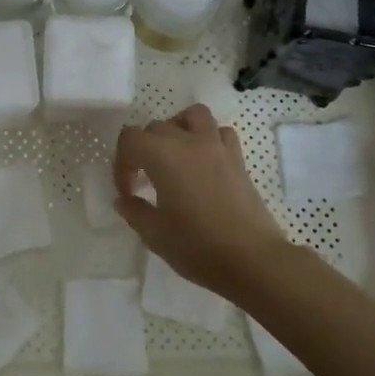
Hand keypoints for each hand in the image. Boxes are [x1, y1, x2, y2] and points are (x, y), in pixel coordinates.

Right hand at [114, 105, 288, 297]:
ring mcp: (217, 147)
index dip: (121, 164)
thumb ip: (134, 212)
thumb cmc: (198, 247)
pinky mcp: (238, 159)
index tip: (127, 192)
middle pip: (157, 127)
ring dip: (178, 128)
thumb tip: (124, 200)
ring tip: (175, 155)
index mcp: (163, 156)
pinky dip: (209, 138)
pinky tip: (205, 162)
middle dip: (144, 150)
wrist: (253, 260)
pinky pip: (220, 132)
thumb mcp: (155, 235)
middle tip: (145, 181)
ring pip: (193, 115)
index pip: (130, 140)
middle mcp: (189, 142)